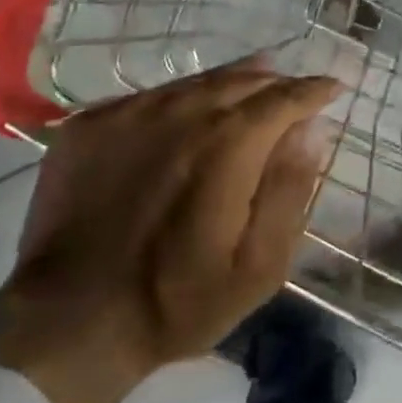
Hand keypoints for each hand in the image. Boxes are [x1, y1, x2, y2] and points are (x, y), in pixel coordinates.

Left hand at [0, 58, 343, 402]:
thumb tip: (312, 130)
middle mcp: (180, 113)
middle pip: (242, 79)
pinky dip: (181, 100)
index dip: (314, 90)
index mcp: (228, 144)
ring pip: (195, 82)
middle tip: (294, 92)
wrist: (67, 323)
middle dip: (276, 82)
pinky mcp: (88, 125)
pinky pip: (150, 97)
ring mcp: (128, 114)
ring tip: (252, 86)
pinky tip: (186, 118)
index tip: (334, 87)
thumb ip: (290, 189)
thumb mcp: (258, 265)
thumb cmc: (177, 301)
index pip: (284, 98)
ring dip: (231, 84)